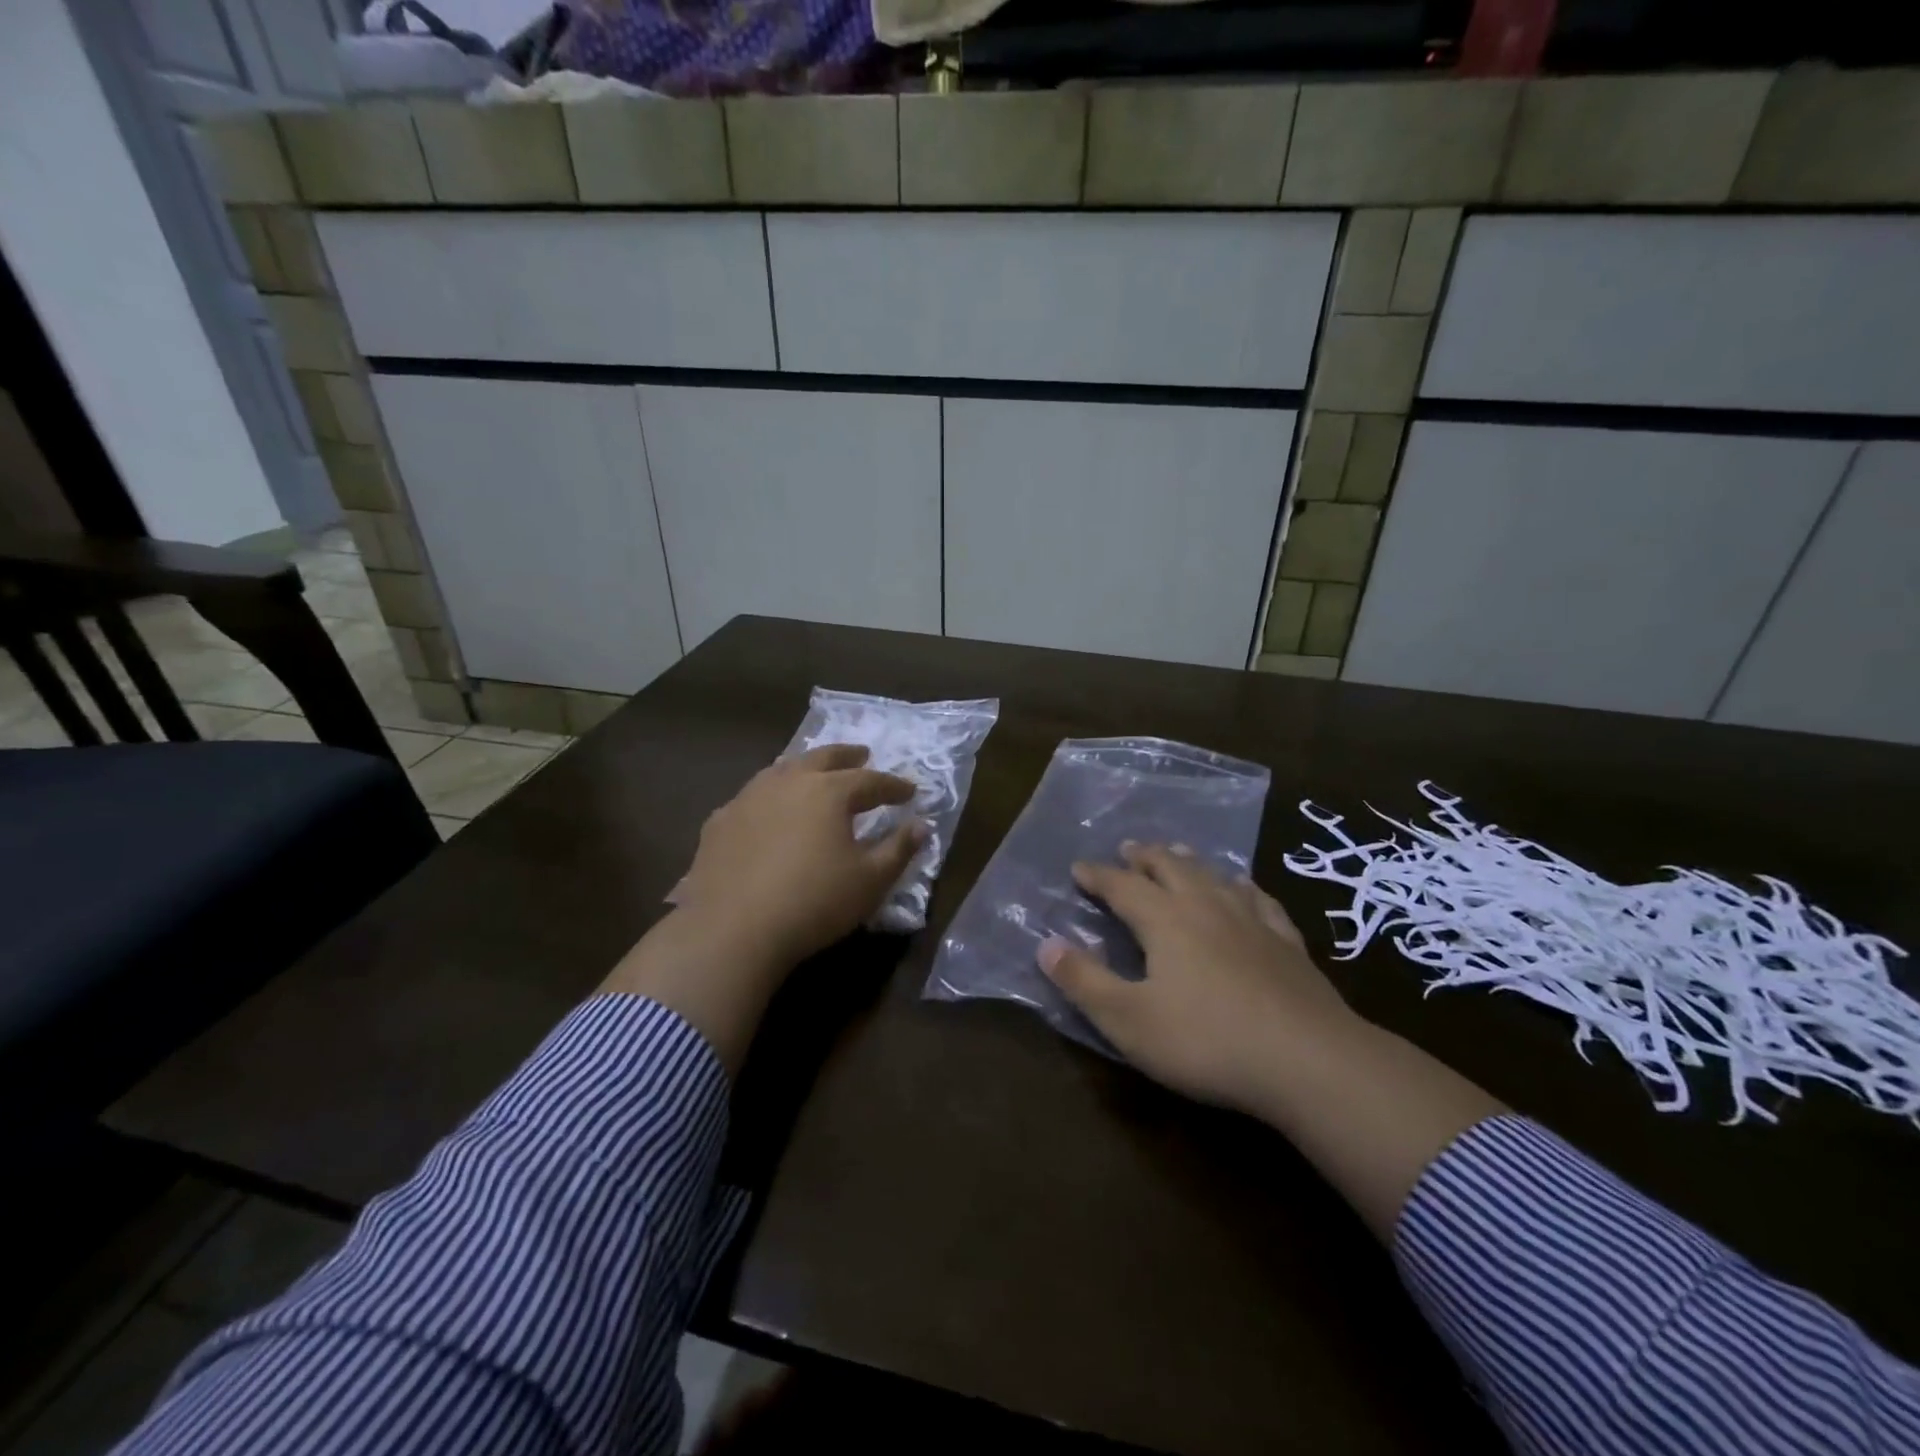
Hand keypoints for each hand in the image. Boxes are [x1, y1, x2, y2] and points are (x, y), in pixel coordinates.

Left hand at [673, 742, 925, 967]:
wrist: (732, 930)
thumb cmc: (814, 902)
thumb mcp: (871, 881)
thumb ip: (899, 849)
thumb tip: (921, 825)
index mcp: (829, 791)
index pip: (870, 780)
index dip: (893, 786)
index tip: (910, 791)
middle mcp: (788, 782)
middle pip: (823, 758)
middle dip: (847, 756)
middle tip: (862, 755)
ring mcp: (748, 798)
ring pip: (782, 770)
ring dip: (805, 767)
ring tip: (814, 773)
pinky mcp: (719, 822)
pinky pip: (751, 797)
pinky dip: (769, 796)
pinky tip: (767, 810)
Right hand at [1038, 843, 1362, 1114]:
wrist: (1309, 1060)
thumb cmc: (1207, 1041)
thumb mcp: (1129, 1020)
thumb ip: (1084, 981)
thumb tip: (1045, 945)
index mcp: (1164, 920)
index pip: (1121, 886)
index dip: (1097, 875)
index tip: (1078, 868)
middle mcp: (1205, 906)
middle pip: (1169, 867)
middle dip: (1143, 857)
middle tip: (1127, 848)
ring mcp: (1251, 920)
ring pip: (1212, 875)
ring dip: (1188, 861)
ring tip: (1177, 853)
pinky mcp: (1287, 942)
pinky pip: (1259, 899)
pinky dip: (1242, 886)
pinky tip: (1244, 887)